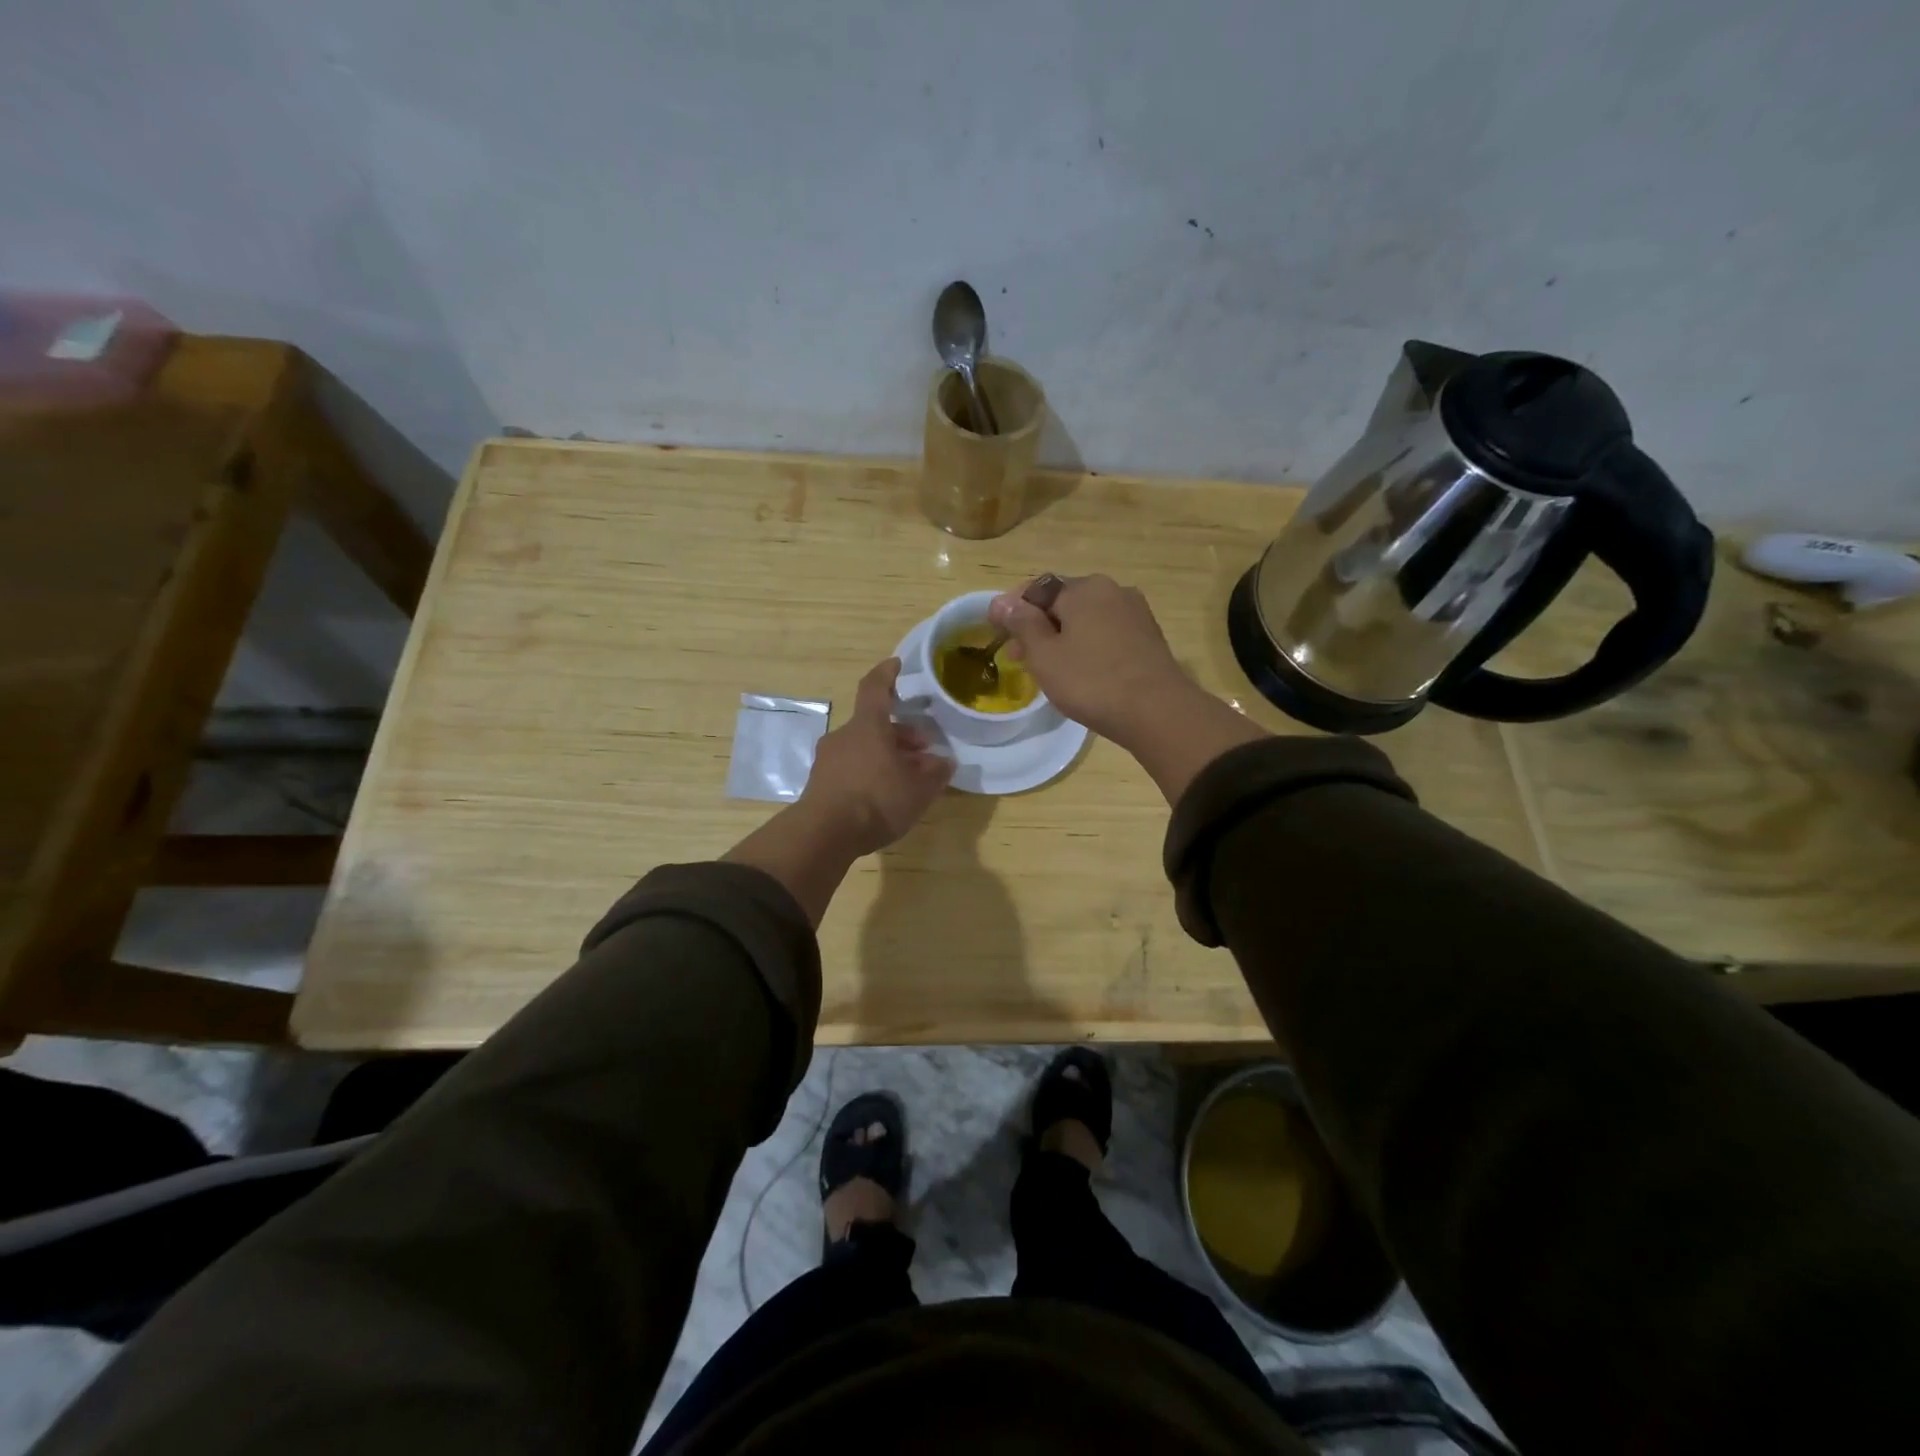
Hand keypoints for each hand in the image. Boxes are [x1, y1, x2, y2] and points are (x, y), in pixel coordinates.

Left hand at [799, 658, 952, 854]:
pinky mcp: (820, 783)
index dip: (887, 674)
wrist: (824, 834)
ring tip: (909, 777)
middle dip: (900, 733)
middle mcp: (844, 736)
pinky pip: (851, 768)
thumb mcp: (918, 789)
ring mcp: (828, 760)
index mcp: (868, 726)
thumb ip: (935, 772)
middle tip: (924, 749)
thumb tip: (944, 762)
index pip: (875, 688)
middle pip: (874, 725)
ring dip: (887, 755)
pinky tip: (885, 794)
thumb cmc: (876, 799)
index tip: (897, 664)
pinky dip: (870, 772)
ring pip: (863, 748)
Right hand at [988, 575, 1200, 745]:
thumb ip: (1021, 623)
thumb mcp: (1044, 654)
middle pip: (1063, 602)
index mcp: (1083, 588)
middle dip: (1037, 626)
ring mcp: (1135, 612)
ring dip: (1062, 637)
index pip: (1036, 588)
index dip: (1012, 609)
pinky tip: (1082, 671)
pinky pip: (1107, 633)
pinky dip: (1088, 645)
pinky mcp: (1149, 636)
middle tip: (1019, 658)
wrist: (1157, 711)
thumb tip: (1002, 601)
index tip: (997, 634)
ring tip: (1049, 668)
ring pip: (1086, 619)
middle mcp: (1112, 590)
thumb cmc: (1091, 681)